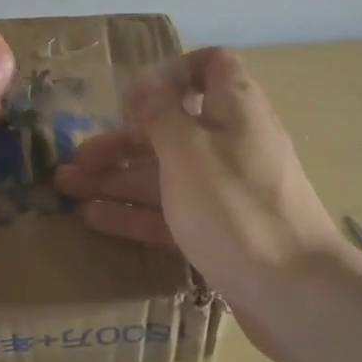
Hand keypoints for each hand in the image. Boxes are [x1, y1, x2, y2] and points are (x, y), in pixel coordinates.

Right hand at [53, 47, 343, 353]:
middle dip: (123, 139)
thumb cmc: (235, 207)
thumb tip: (147, 82)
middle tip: (77, 158)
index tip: (135, 96)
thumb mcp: (188, 149)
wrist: (295, 295)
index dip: (174, 71)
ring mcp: (226, 191)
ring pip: (166, 174)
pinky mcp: (220, 232)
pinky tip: (94, 218)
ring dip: (118, 177)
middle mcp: (231, 144)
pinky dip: (136, 213)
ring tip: (67, 187)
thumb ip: (161, 112)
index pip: (212, 66)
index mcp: (234, 110)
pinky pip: (172, 212)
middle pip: (173, 128)